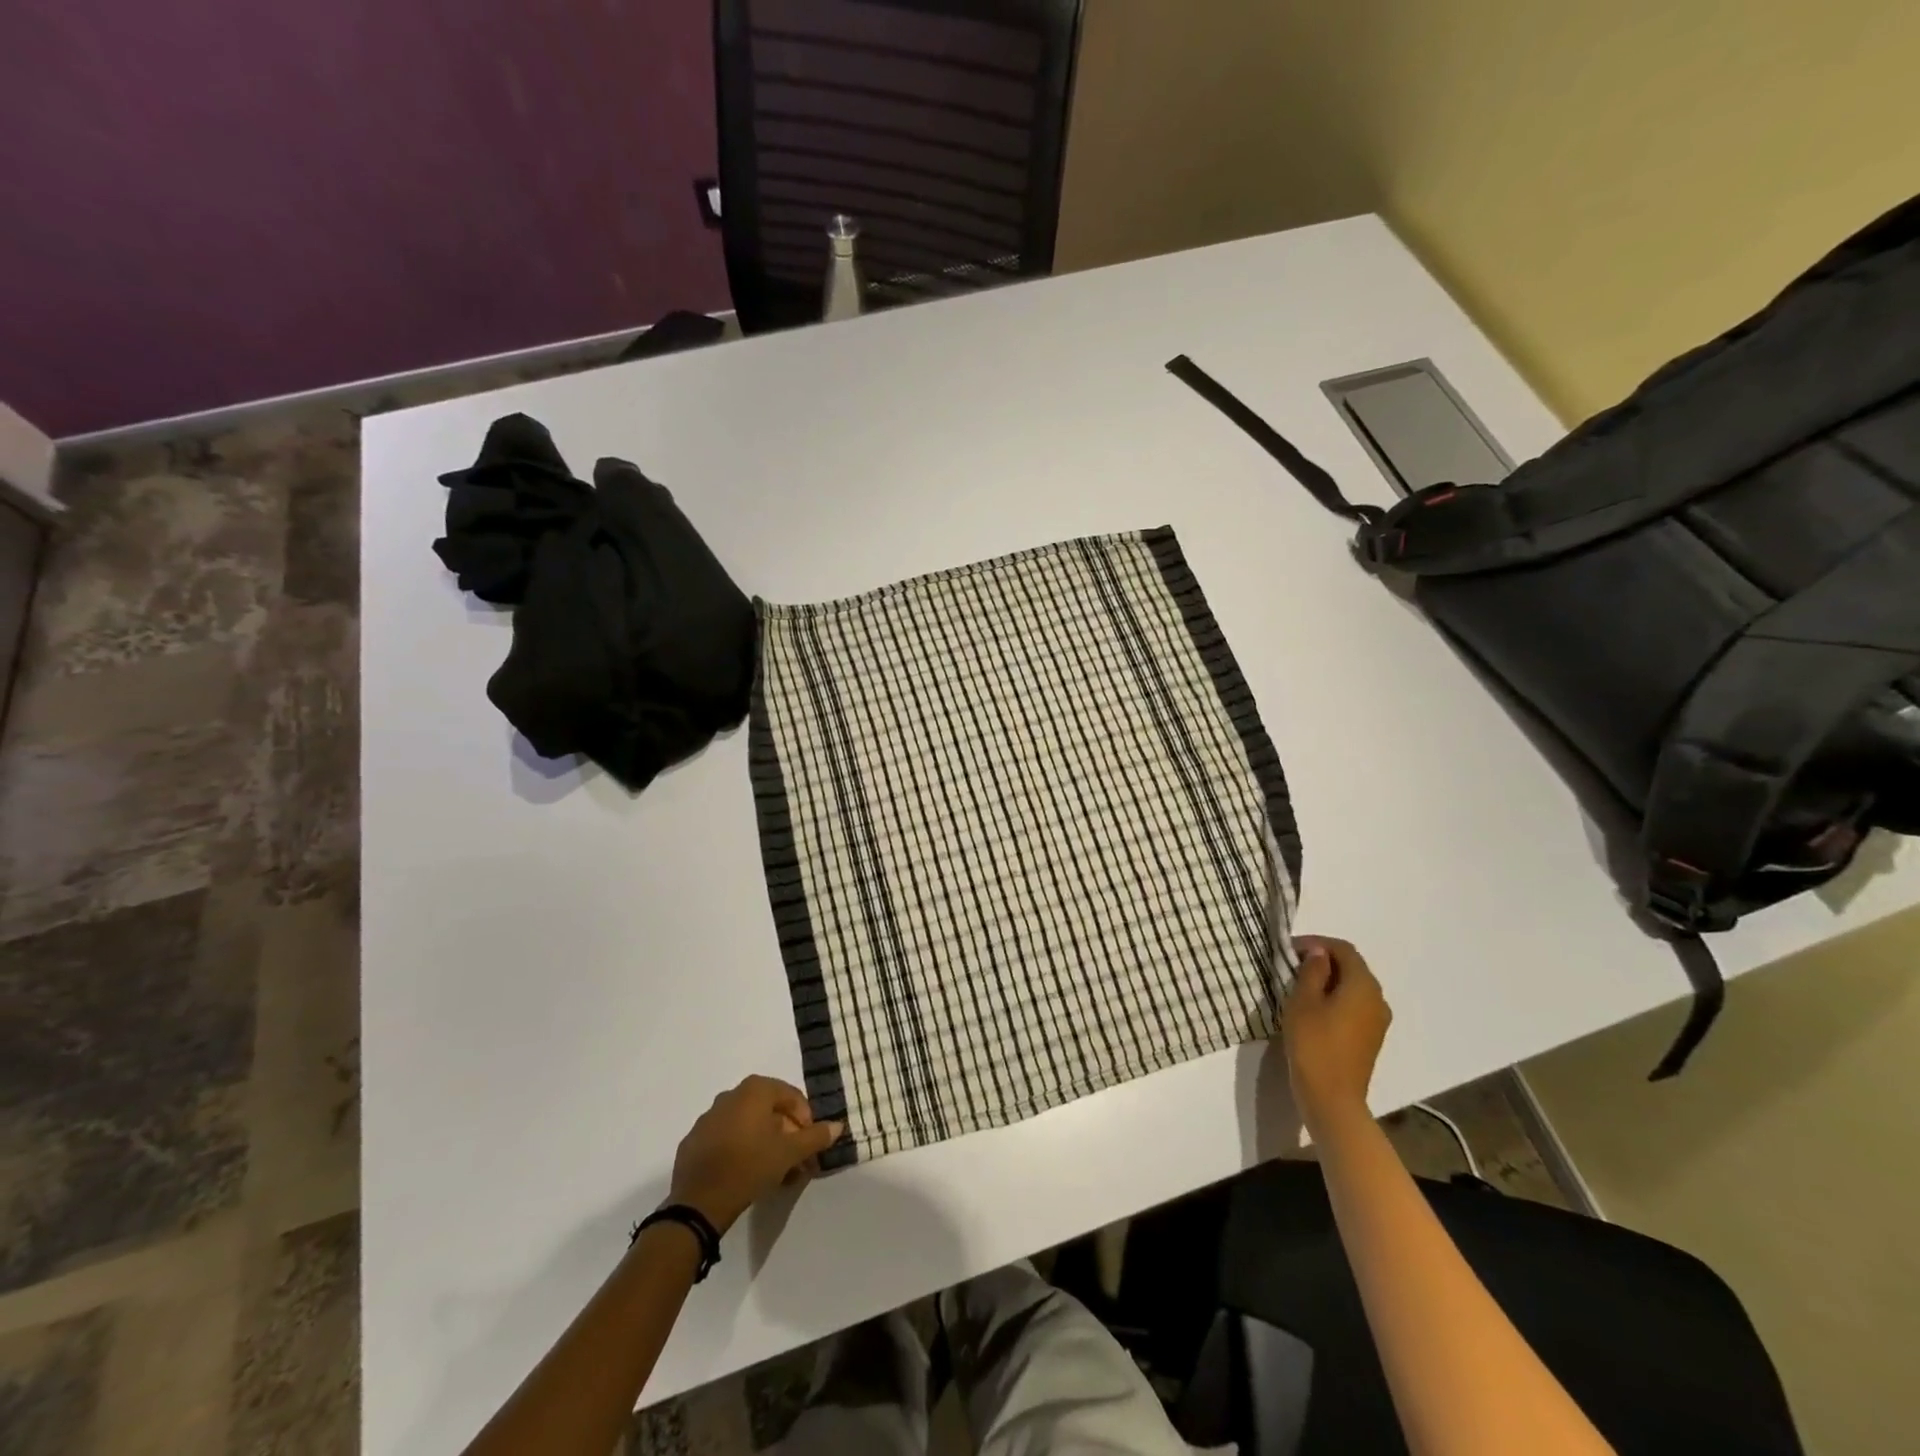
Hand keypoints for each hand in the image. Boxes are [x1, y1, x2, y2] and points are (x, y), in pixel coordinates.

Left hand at [668, 1076, 843, 1233]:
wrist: (698, 1203)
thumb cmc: (749, 1167)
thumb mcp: (789, 1153)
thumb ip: (815, 1137)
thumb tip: (837, 1126)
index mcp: (754, 1090)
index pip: (791, 1097)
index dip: (806, 1120)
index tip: (810, 1146)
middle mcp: (730, 1095)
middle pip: (769, 1111)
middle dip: (787, 1135)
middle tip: (796, 1162)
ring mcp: (708, 1118)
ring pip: (747, 1126)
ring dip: (765, 1144)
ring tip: (775, 1173)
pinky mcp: (693, 1142)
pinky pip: (726, 1139)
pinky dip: (741, 1150)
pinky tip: (747, 1175)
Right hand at [1280, 936, 1391, 1132]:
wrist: (1332, 1098)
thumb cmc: (1313, 1043)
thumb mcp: (1303, 1000)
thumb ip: (1312, 970)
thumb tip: (1319, 952)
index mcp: (1363, 985)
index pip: (1343, 950)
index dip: (1317, 943)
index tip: (1289, 949)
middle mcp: (1378, 999)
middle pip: (1352, 967)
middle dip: (1324, 960)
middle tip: (1292, 964)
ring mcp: (1378, 1020)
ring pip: (1353, 987)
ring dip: (1329, 980)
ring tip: (1300, 985)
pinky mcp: (1371, 1038)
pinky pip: (1355, 1005)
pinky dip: (1336, 998)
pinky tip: (1314, 1008)